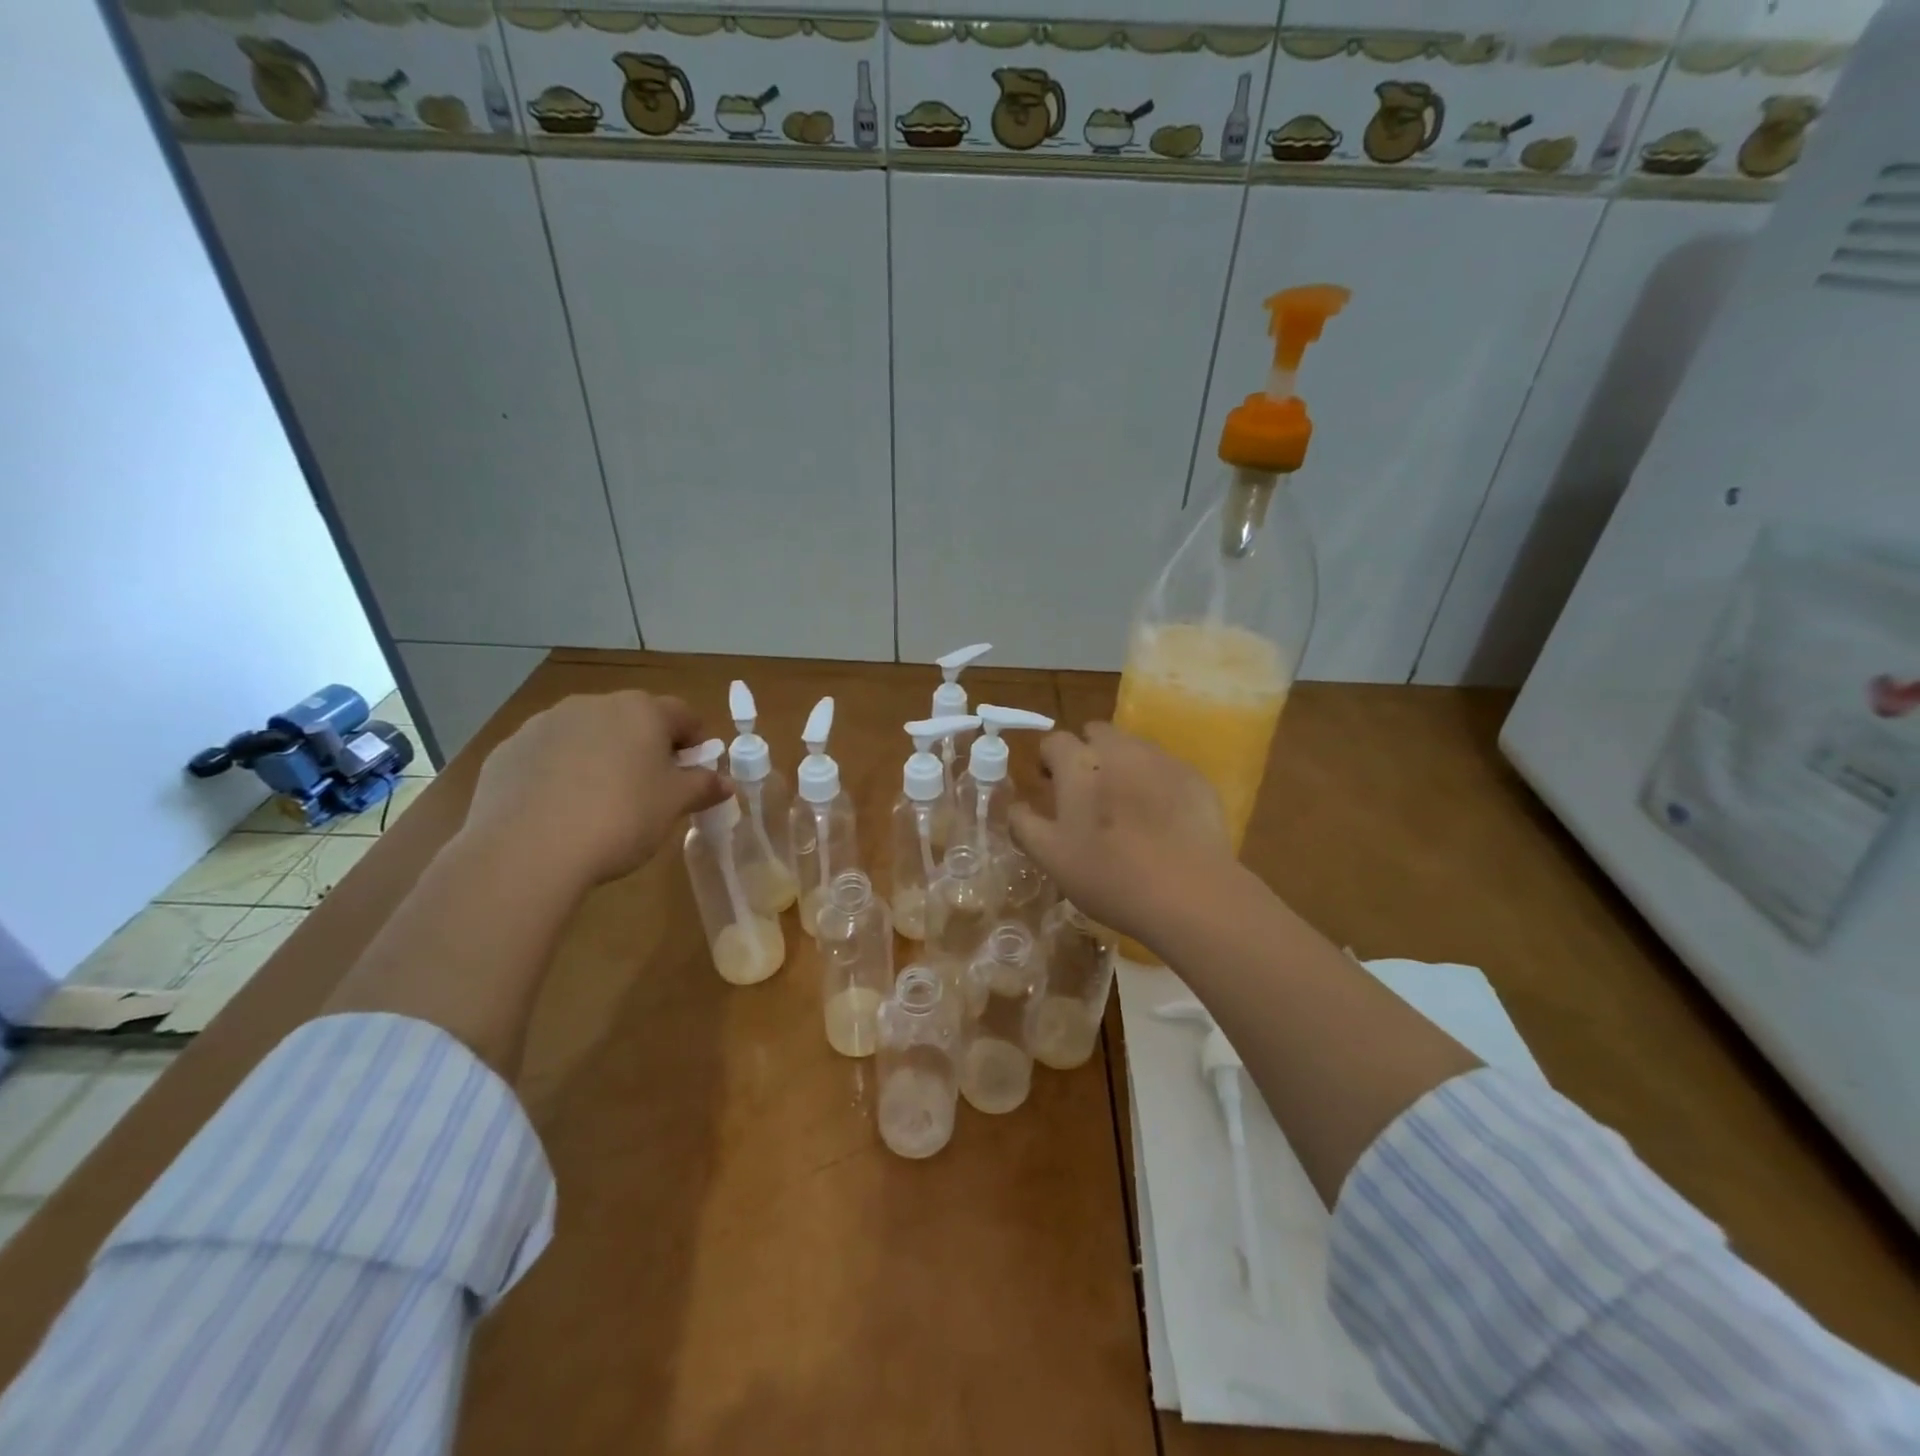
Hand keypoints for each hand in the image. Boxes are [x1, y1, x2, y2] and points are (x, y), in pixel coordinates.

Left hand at [461, 691, 729, 890]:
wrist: (527, 849)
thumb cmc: (621, 817)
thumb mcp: (674, 805)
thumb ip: (703, 786)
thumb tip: (726, 782)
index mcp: (642, 711)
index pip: (683, 715)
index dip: (696, 743)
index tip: (695, 774)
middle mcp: (593, 704)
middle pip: (633, 720)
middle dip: (647, 748)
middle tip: (651, 791)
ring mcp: (545, 724)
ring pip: (588, 735)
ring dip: (602, 757)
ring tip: (601, 803)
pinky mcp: (508, 751)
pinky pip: (548, 756)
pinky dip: (560, 773)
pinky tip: (560, 811)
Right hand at [1009, 722, 1235, 947]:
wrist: (1188, 892)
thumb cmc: (1109, 875)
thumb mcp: (1051, 858)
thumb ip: (1025, 824)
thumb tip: (1014, 806)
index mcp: (1079, 764)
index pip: (1054, 741)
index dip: (1049, 761)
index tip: (1051, 786)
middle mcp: (1119, 749)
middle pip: (1096, 733)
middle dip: (1087, 753)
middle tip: (1088, 793)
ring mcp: (1161, 759)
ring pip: (1133, 747)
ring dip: (1122, 765)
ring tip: (1126, 806)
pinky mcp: (1194, 777)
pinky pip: (1165, 768)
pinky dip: (1156, 782)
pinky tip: (1161, 819)